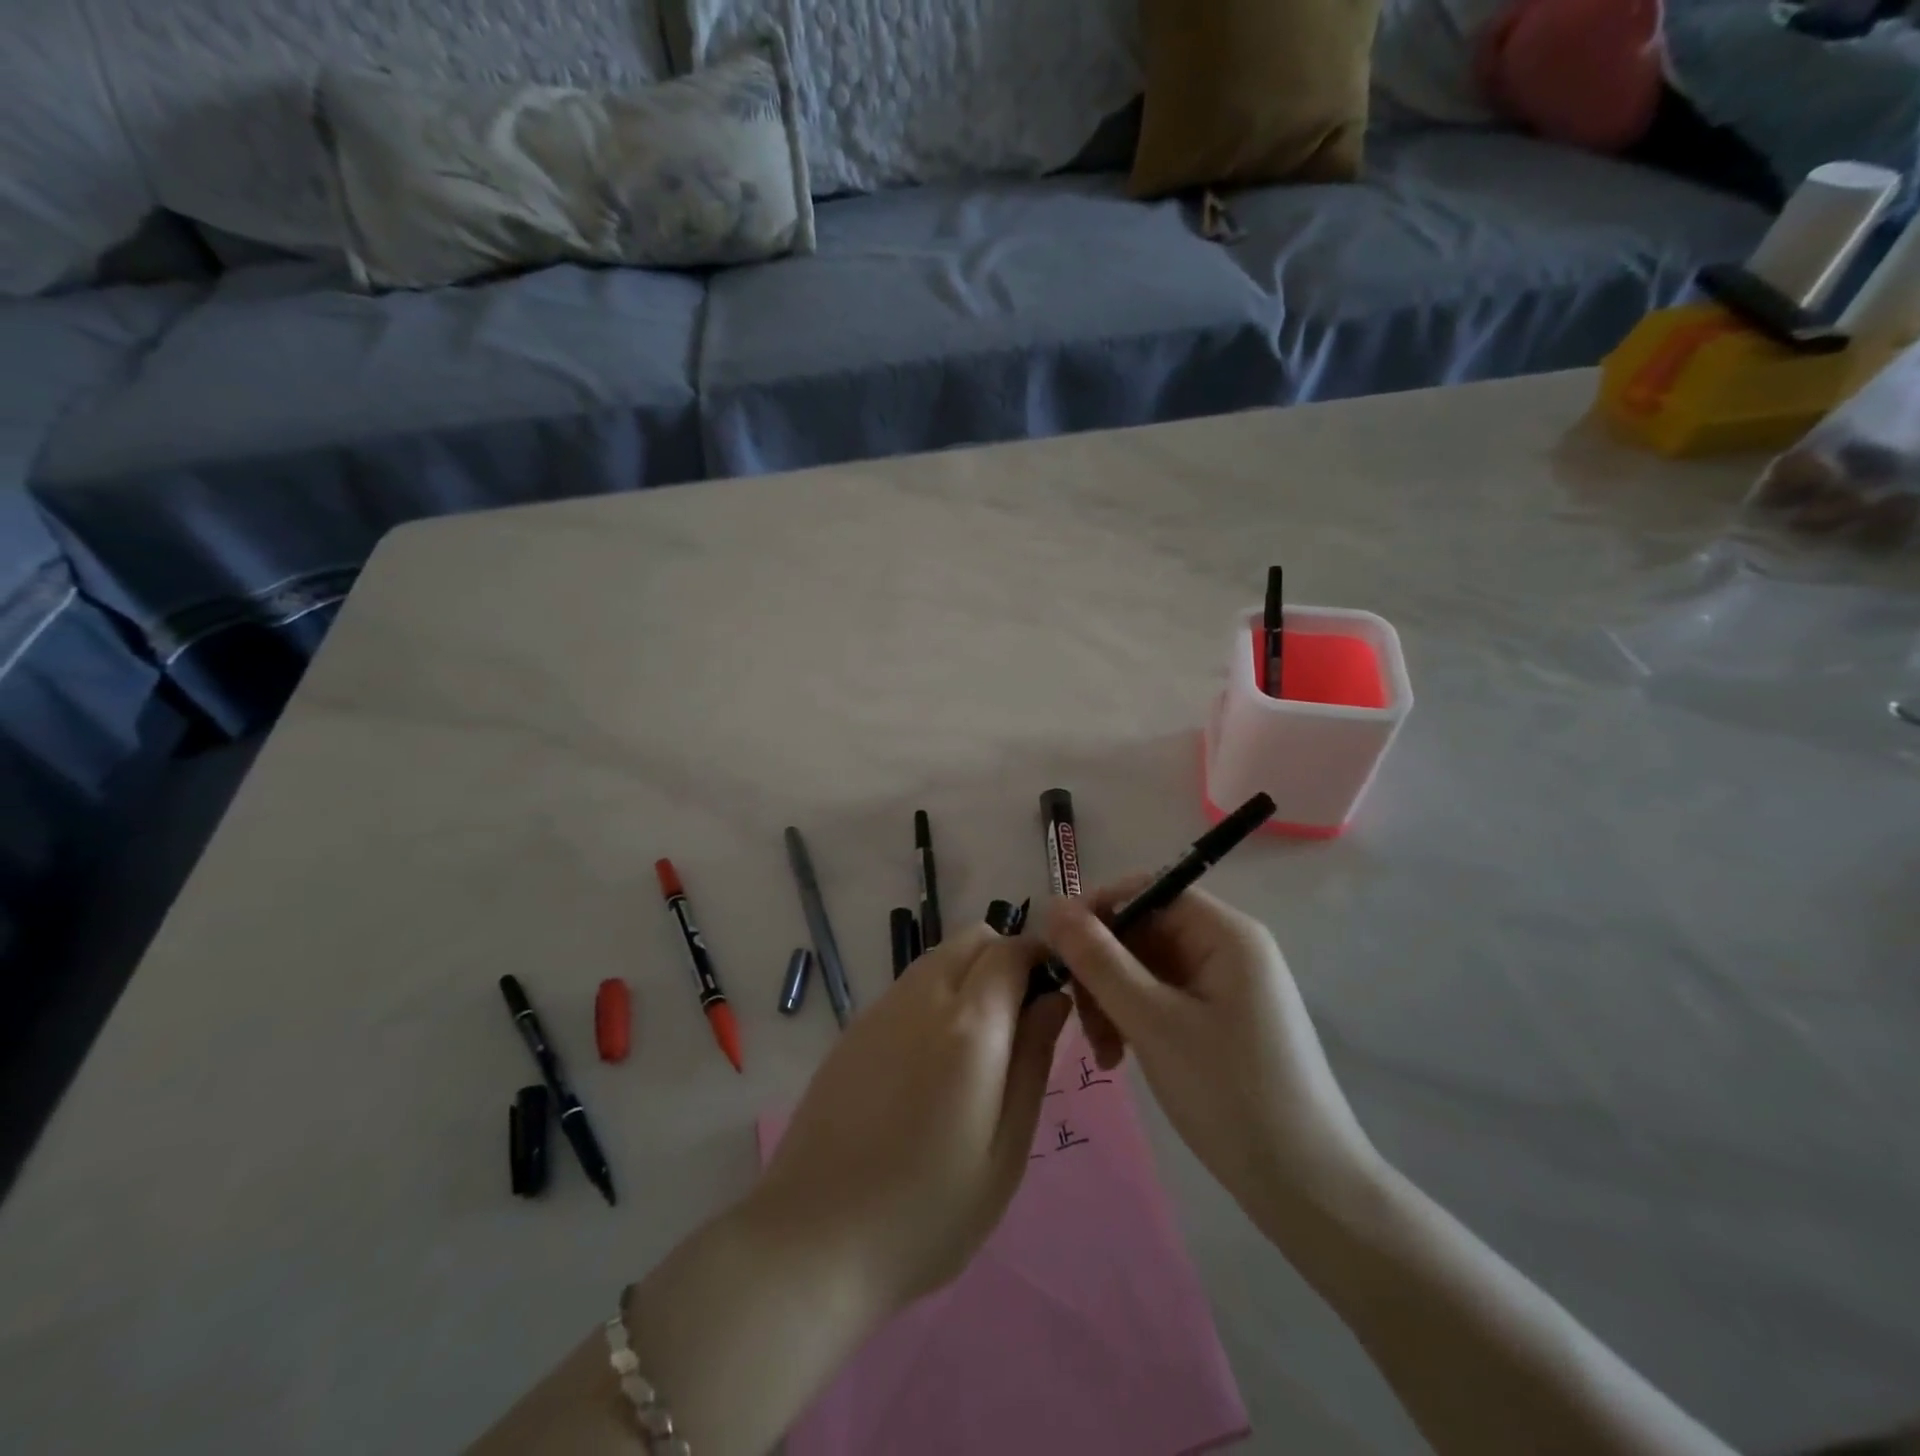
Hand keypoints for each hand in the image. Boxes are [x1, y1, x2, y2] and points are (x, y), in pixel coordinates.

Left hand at [748, 923, 1070, 1312]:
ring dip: (968, 976)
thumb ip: (1033, 1061)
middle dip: (1004, 960)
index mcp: (969, 1025)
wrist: (813, 1240)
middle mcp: (922, 997)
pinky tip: (927, 1065)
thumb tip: (1053, 998)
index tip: (1053, 996)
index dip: (1041, 960)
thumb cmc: (927, 1212)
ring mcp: (881, 1009)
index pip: (1013, 950)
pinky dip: (933, 997)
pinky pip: (908, 987)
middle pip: (972, 939)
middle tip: (1016, 1024)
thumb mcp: (1005, 1150)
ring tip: (974, 1050)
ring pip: (938, 957)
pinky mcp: (854, 1029)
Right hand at [1043, 879, 1381, 1240]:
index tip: (1056, 949)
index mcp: (1226, 933)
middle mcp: (1230, 948)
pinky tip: (1121, 1057)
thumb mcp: (1152, 1022)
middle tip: (1079, 1018)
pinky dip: (1136, 1019)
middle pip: (1145, 931)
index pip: (1148, 890)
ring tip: (1103, 1052)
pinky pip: (1165, 998)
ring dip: (1114, 999)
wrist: (1309, 1191)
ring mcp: (1229, 987)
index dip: (1098, 910)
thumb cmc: (1230, 1095)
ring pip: (1149, 968)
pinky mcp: (1225, 1020)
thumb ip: (1098, 960)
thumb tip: (1052, 905)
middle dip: (1103, 968)